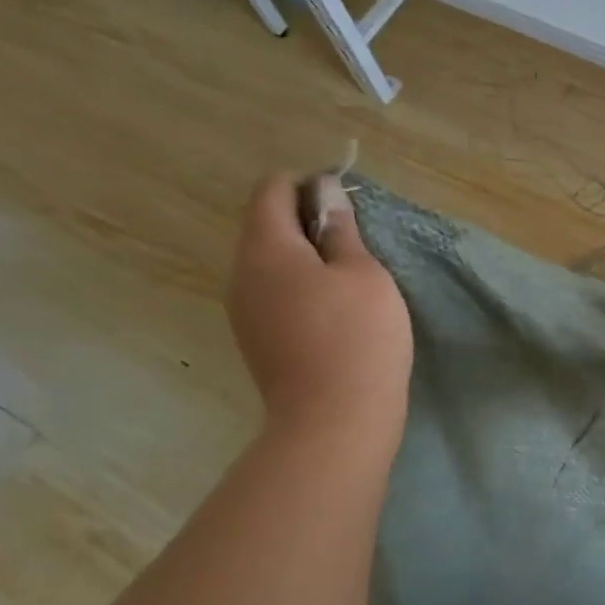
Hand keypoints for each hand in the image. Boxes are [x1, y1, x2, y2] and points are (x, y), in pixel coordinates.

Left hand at [227, 173, 411, 449]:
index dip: (307, 183)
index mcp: (266, 248)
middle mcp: (241, 273)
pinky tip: (333, 308)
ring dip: (304, 256)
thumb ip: (341, 229)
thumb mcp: (364, 274)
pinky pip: (272, 293)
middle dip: (306, 220)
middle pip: (265, 225)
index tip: (345, 201)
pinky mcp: (255, 339)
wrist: (334, 420)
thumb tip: (326, 193)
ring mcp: (243, 311)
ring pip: (269, 262)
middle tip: (355, 239)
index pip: (272, 190)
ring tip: (348, 275)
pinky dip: (298, 285)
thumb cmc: (358, 337)